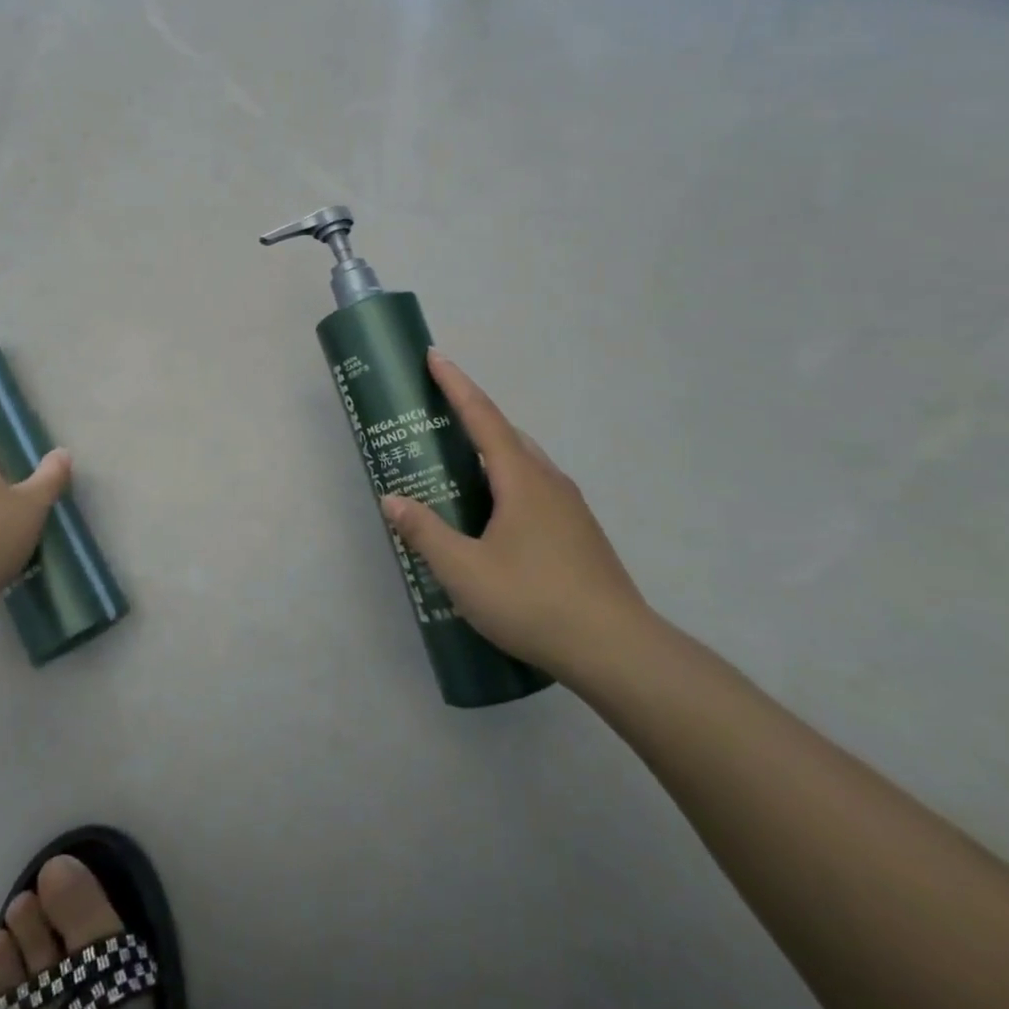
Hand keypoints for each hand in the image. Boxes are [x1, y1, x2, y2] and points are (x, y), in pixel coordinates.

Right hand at [383, 351, 651, 683]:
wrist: (618, 652)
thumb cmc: (534, 601)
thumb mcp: (464, 571)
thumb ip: (425, 532)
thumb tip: (391, 499)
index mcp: (521, 478)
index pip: (483, 416)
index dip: (456, 384)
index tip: (435, 357)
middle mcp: (549, 481)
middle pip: (506, 434)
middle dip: (472, 416)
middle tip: (437, 418)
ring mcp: (570, 507)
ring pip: (525, 462)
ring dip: (492, 451)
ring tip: (460, 466)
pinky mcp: (580, 533)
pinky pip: (536, 487)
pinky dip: (508, 480)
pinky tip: (496, 515)